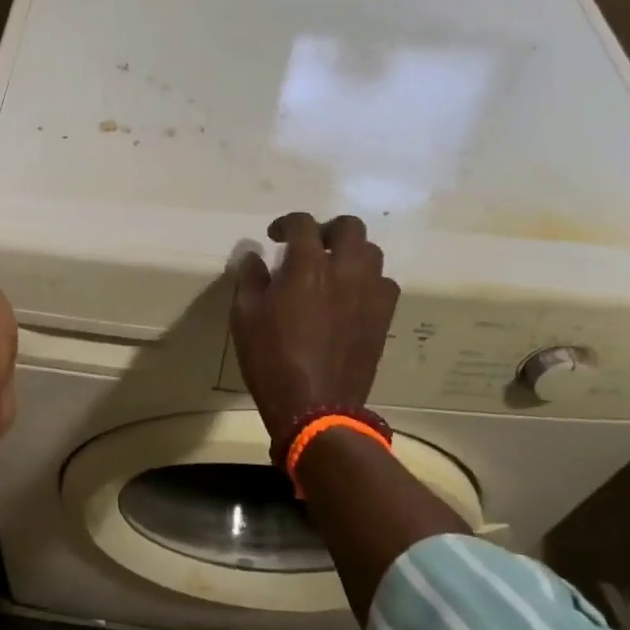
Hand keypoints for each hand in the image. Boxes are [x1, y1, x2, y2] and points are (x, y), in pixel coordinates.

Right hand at [230, 214, 398, 455]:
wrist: (314, 406)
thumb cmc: (271, 358)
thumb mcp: (245, 316)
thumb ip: (250, 278)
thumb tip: (254, 256)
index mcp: (308, 265)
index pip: (303, 223)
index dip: (286, 223)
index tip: (274, 237)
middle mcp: (346, 270)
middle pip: (350, 228)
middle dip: (328, 229)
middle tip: (311, 246)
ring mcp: (370, 294)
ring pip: (372, 253)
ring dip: (351, 253)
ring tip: (333, 270)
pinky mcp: (383, 317)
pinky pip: (384, 284)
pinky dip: (368, 281)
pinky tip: (350, 297)